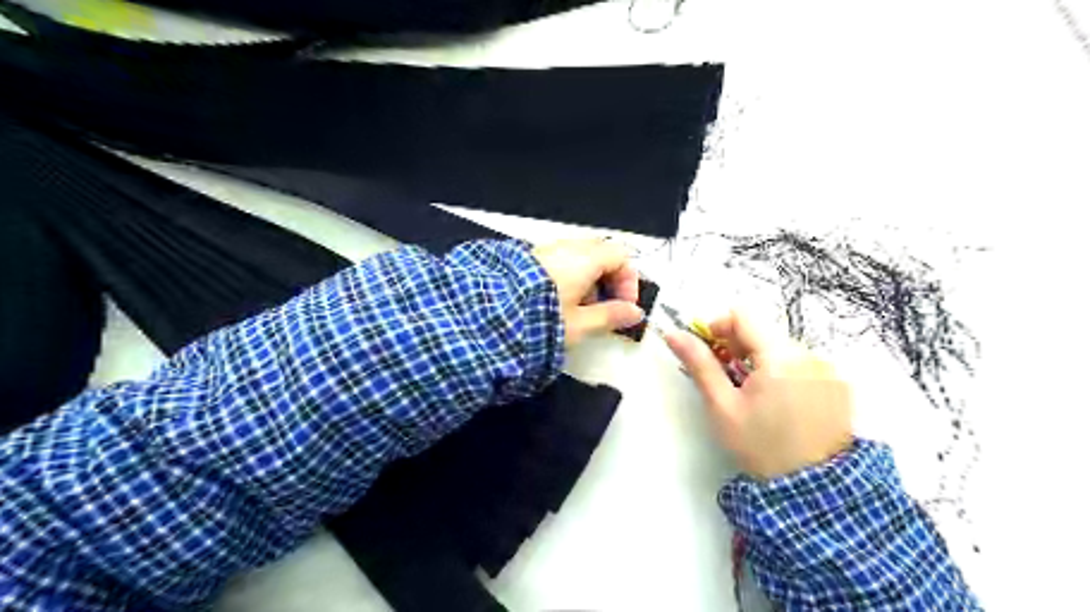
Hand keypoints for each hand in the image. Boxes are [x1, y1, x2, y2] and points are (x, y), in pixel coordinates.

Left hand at [533, 237, 640, 345]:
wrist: (489, 317)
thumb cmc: (540, 321)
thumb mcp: (580, 324)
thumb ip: (611, 316)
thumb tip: (635, 313)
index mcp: (585, 259)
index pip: (620, 256)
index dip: (628, 281)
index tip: (624, 306)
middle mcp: (567, 248)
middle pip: (601, 253)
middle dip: (609, 279)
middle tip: (605, 306)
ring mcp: (546, 250)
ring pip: (580, 257)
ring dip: (589, 279)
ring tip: (581, 309)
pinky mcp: (530, 259)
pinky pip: (560, 260)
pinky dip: (570, 277)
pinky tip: (559, 302)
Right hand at [664, 310, 850, 476]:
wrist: (811, 489)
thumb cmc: (759, 445)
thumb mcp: (722, 406)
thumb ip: (699, 364)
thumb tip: (674, 334)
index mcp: (779, 356)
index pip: (743, 315)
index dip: (719, 326)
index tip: (709, 349)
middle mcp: (808, 354)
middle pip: (763, 331)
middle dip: (739, 347)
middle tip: (727, 377)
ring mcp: (828, 369)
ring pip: (782, 347)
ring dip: (761, 360)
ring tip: (754, 394)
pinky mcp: (838, 384)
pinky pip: (803, 364)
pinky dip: (784, 373)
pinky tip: (780, 402)